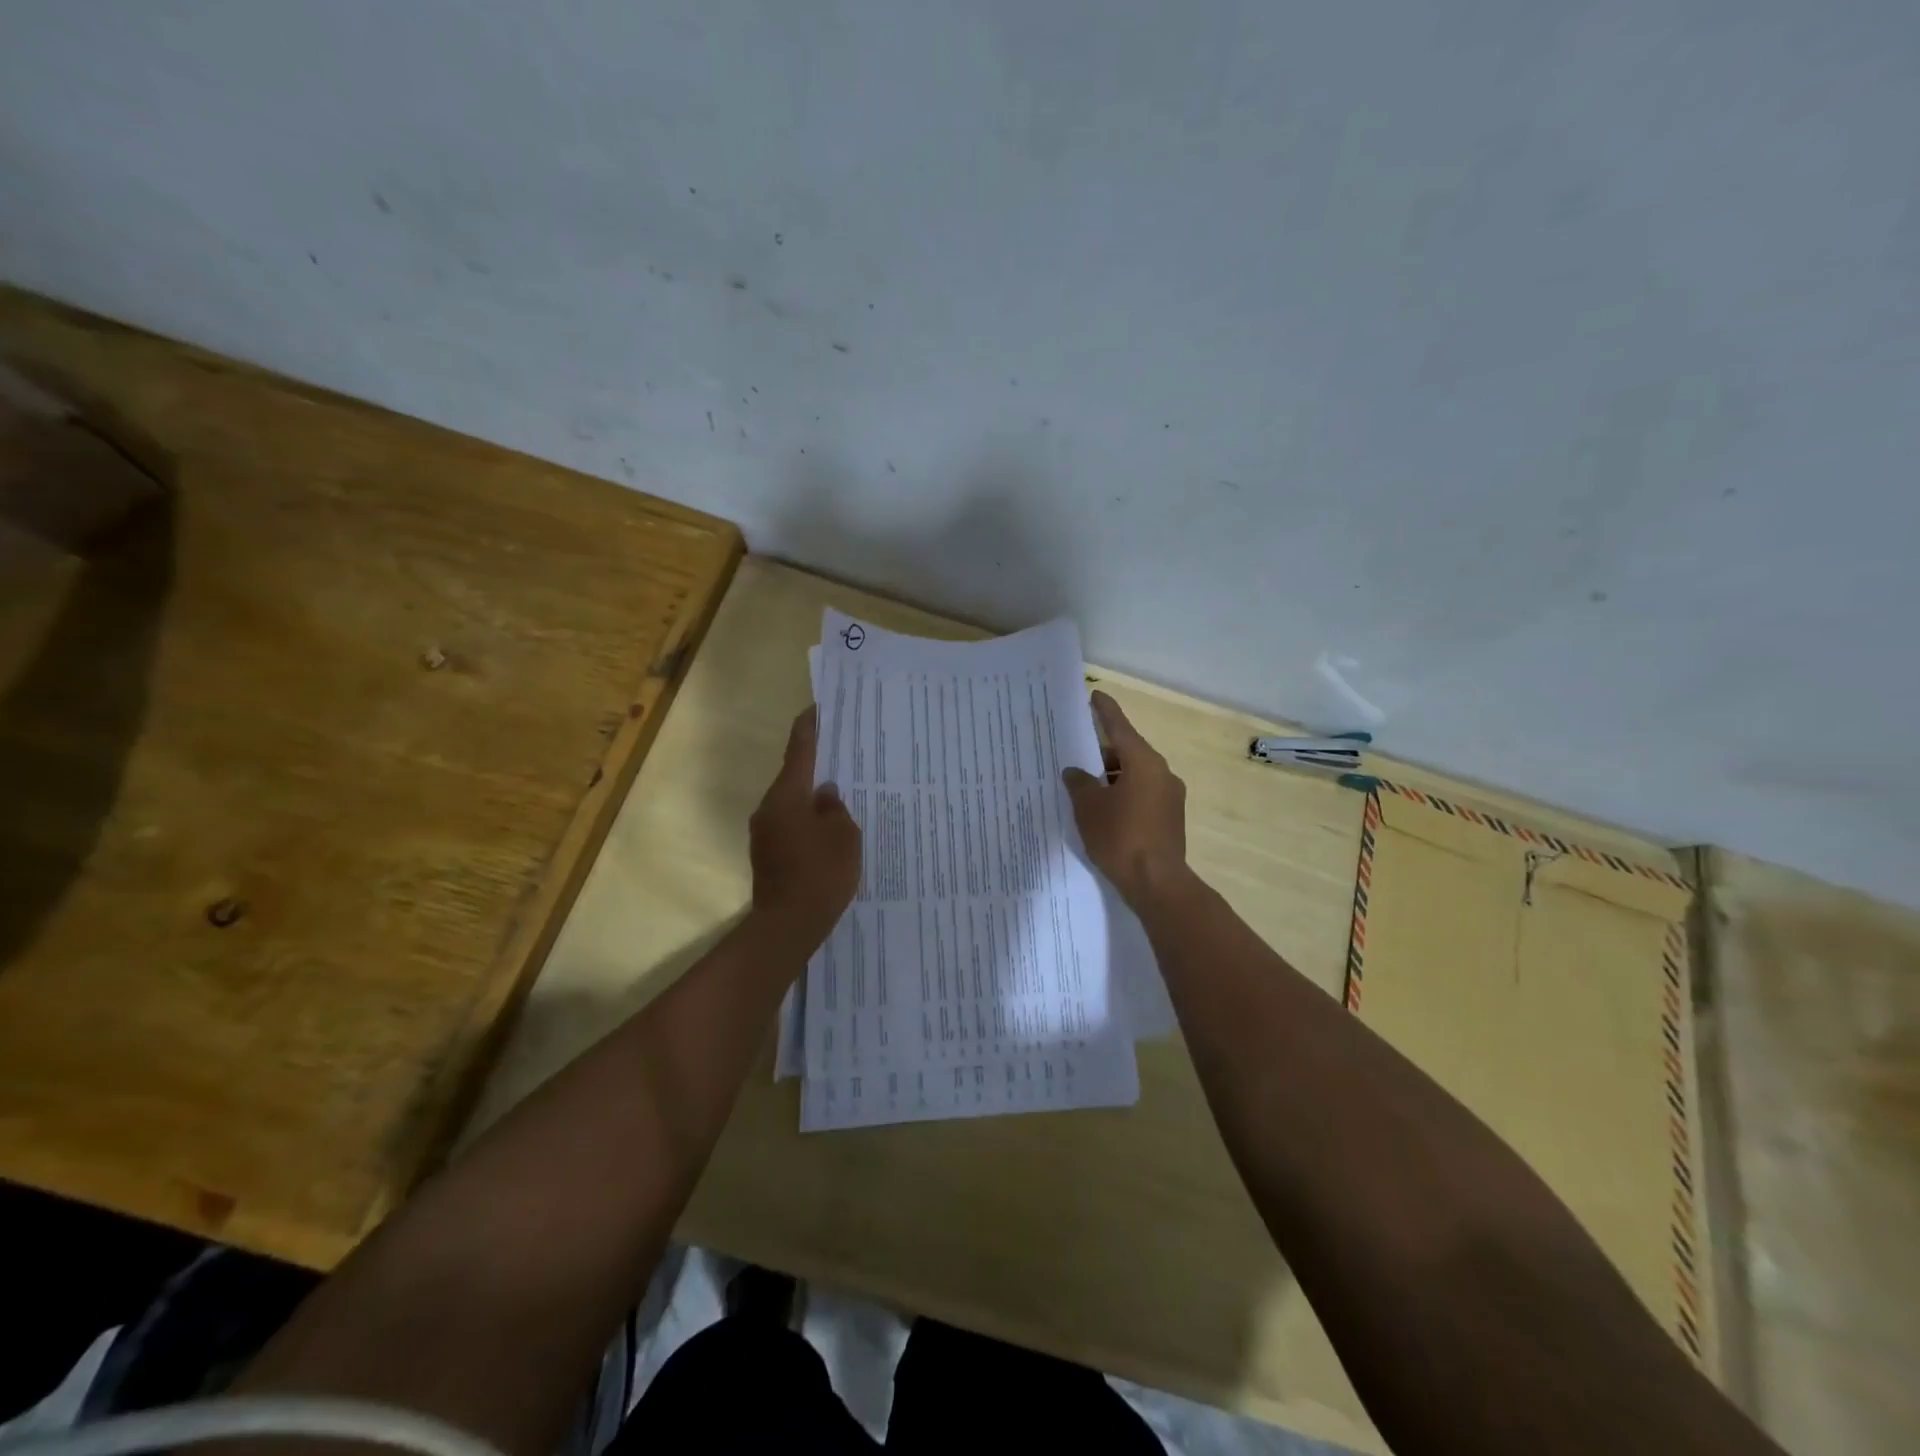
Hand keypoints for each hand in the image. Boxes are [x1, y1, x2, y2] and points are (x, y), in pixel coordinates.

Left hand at [749, 707, 860, 952]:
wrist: (789, 924)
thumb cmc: (821, 873)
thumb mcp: (843, 835)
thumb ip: (835, 808)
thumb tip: (825, 795)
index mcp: (788, 795)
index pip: (799, 750)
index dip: (809, 727)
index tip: (817, 709)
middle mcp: (769, 808)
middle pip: (793, 777)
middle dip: (815, 766)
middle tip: (840, 757)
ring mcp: (765, 833)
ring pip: (792, 804)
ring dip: (811, 799)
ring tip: (840, 797)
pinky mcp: (767, 854)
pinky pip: (790, 826)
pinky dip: (807, 822)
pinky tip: (828, 831)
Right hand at [1061, 691, 1187, 904]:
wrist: (1157, 883)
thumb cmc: (1120, 837)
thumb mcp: (1089, 807)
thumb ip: (1079, 783)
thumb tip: (1075, 772)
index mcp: (1143, 762)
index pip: (1120, 727)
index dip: (1104, 711)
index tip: (1095, 696)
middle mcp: (1162, 773)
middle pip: (1127, 753)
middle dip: (1101, 754)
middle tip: (1076, 755)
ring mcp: (1170, 797)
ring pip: (1134, 776)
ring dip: (1111, 778)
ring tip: (1084, 788)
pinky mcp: (1170, 819)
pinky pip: (1141, 796)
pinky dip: (1122, 796)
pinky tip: (1103, 811)